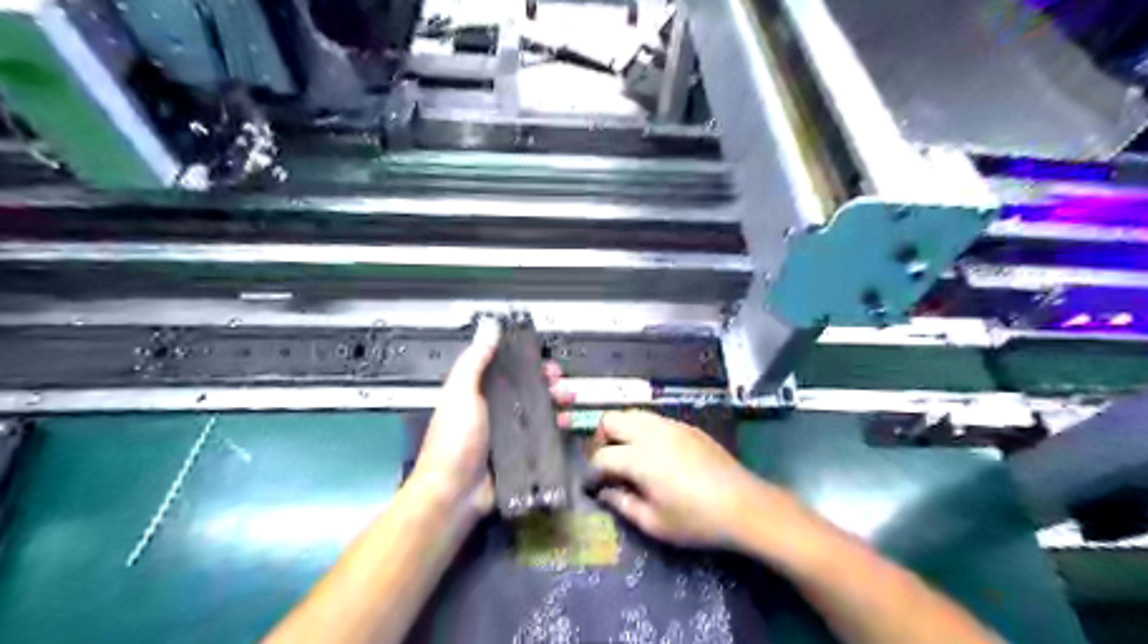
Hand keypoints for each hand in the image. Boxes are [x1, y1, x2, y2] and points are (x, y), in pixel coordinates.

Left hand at [413, 323, 573, 517]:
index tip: (545, 361)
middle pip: (527, 390)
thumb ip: (474, 362)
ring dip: (556, 403)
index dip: (528, 364)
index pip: (507, 371)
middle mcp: (494, 411)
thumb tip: (488, 329)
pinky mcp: (521, 454)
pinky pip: (542, 436)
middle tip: (562, 383)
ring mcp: (509, 434)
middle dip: (548, 383)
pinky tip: (566, 424)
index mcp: (477, 394)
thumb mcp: (460, 394)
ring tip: (568, 401)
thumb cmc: (454, 440)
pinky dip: (556, 428)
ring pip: (538, 411)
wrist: (454, 494)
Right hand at [587, 413, 800, 548]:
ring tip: (628, 455)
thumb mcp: (655, 523)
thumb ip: (623, 505)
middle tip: (606, 462)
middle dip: (601, 439)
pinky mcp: (687, 427)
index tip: (593, 485)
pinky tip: (655, 454)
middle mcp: (651, 433)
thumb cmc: (697, 520)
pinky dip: (644, 430)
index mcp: (639, 457)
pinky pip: (655, 420)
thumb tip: (606, 492)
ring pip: (633, 414)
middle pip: (611, 420)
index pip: (602, 455)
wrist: (744, 505)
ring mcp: (671, 425)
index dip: (592, 471)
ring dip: (622, 431)